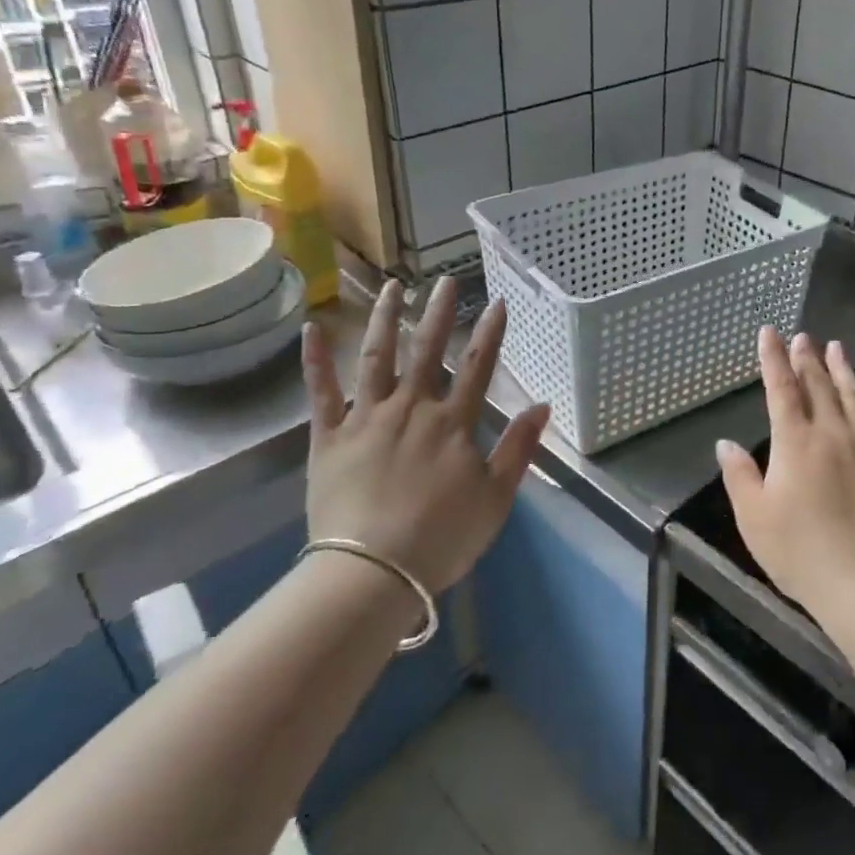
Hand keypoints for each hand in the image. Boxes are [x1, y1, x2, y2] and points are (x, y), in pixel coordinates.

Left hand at [301, 278, 549, 593]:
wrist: (372, 572)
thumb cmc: (441, 538)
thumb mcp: (495, 498)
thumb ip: (518, 448)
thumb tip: (542, 405)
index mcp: (452, 424)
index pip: (477, 367)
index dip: (489, 333)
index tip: (496, 301)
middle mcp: (410, 408)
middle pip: (427, 351)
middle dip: (438, 313)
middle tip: (444, 281)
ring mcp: (366, 419)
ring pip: (376, 358)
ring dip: (386, 319)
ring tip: (393, 287)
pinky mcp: (328, 438)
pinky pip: (320, 393)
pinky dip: (315, 360)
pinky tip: (312, 327)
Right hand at [716, 329, 854, 622]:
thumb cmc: (800, 551)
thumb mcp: (754, 517)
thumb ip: (739, 476)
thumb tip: (725, 443)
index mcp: (795, 441)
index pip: (782, 387)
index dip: (773, 358)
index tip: (769, 332)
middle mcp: (832, 432)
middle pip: (818, 384)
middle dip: (806, 357)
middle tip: (802, 336)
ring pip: (853, 395)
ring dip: (841, 369)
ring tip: (835, 348)